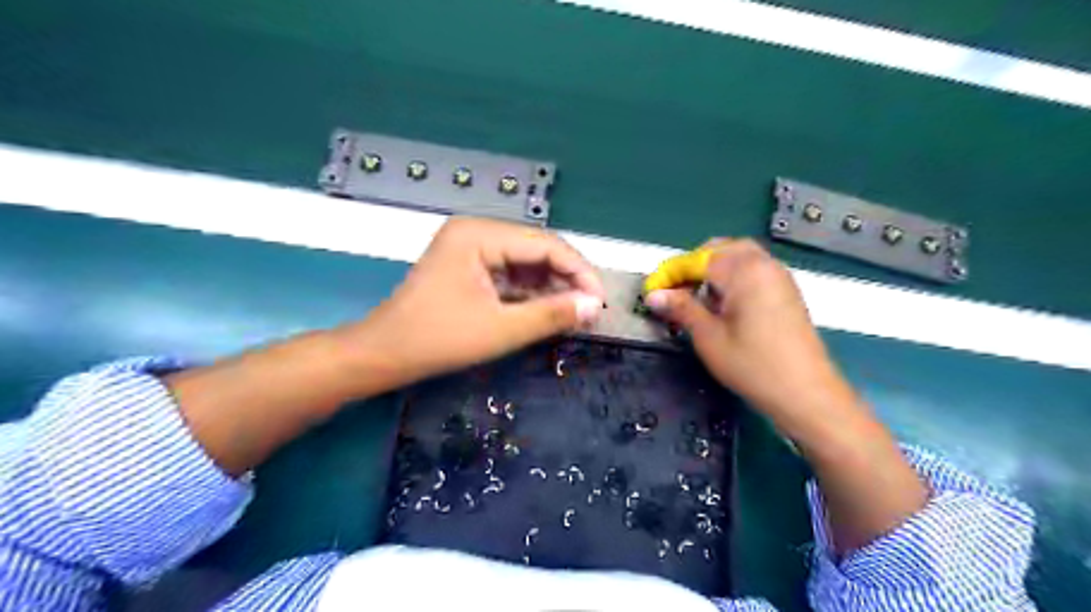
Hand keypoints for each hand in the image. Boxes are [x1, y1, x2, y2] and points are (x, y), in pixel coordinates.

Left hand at [344, 215, 605, 386]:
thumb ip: (551, 315)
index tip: (600, 301)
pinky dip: (531, 293)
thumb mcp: (500, 330)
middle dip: (567, 279)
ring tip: (576, 312)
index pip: (544, 244)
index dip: (578, 270)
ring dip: (551, 287)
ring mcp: (472, 248)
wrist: (384, 354)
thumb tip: (594, 306)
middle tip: (591, 309)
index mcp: (479, 235)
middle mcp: (476, 232)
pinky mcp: (470, 267)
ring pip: (526, 262)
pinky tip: (550, 309)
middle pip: (536, 250)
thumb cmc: (437, 340)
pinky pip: (511, 274)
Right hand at [647, 239, 850, 429]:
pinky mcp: (786, 291)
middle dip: (693, 265)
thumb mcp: (708, 337)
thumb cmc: (753, 366)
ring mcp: (779, 276)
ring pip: (739, 257)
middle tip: (675, 290)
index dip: (670, 273)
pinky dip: (732, 276)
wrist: (807, 394)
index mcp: (744, 271)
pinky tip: (723, 304)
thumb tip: (653, 294)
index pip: (697, 259)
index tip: (651, 292)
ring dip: (713, 269)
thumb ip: (681, 308)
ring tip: (696, 297)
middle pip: (720, 249)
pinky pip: (753, 269)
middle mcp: (763, 264)